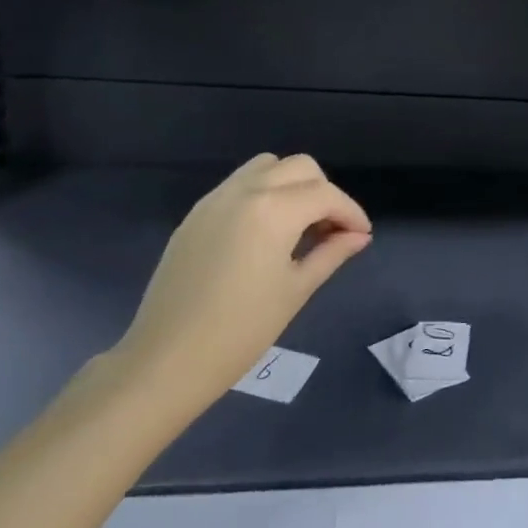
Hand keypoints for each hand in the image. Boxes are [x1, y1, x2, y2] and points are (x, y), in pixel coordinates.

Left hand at [112, 154, 371, 418]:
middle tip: (332, 230)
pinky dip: (263, 193)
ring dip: (292, 185)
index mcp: (274, 210)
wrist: (166, 361)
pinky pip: (239, 184)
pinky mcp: (196, 214)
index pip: (326, 195)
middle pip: (300, 168)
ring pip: (267, 167)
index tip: (361, 236)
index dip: (351, 213)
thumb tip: (358, 236)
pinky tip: (266, 232)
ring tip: (299, 225)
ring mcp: (215, 199)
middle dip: (324, 193)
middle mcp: (245, 191)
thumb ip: (331, 253)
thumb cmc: (241, 331)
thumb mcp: (296, 290)